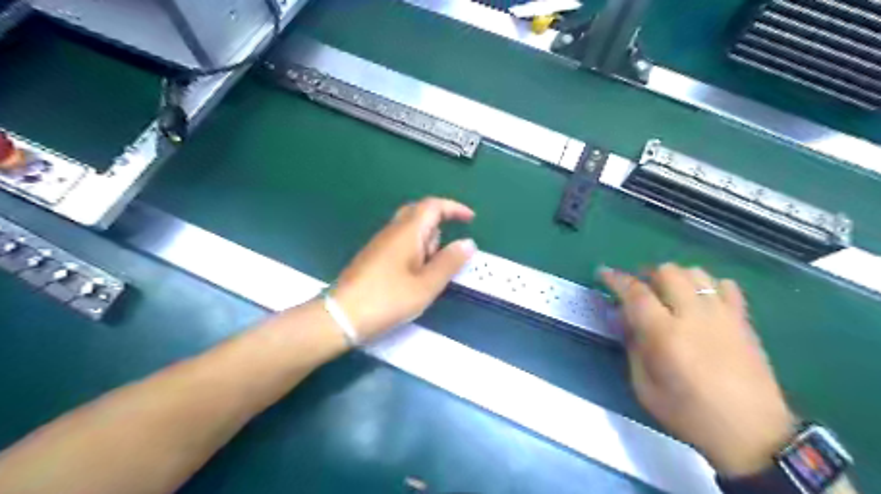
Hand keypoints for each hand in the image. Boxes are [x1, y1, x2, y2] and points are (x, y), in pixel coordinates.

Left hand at [335, 197, 478, 338]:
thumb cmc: (388, 299)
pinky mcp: (373, 256)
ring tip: (429, 272)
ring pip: (410, 230)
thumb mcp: (426, 285)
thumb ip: (449, 262)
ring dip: (427, 242)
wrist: (342, 316)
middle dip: (440, 226)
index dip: (454, 208)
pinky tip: (413, 276)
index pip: (433, 205)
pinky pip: (400, 243)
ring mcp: (380, 243)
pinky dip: (415, 251)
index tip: (470, 219)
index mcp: (407, 232)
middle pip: (420, 213)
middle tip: (448, 251)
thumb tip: (468, 242)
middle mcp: (392, 231)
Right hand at [602, 267, 796, 478]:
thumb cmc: (690, 414)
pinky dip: (708, 284)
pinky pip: (726, 285)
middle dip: (647, 274)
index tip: (603, 273)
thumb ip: (633, 348)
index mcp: (665, 334)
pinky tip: (701, 300)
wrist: (753, 435)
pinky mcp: (743, 321)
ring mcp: (722, 315)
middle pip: (667, 272)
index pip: (635, 292)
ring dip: (676, 276)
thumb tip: (626, 320)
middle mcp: (693, 316)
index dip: (616, 279)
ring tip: (668, 292)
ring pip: (696, 273)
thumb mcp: (645, 388)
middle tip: (639, 288)